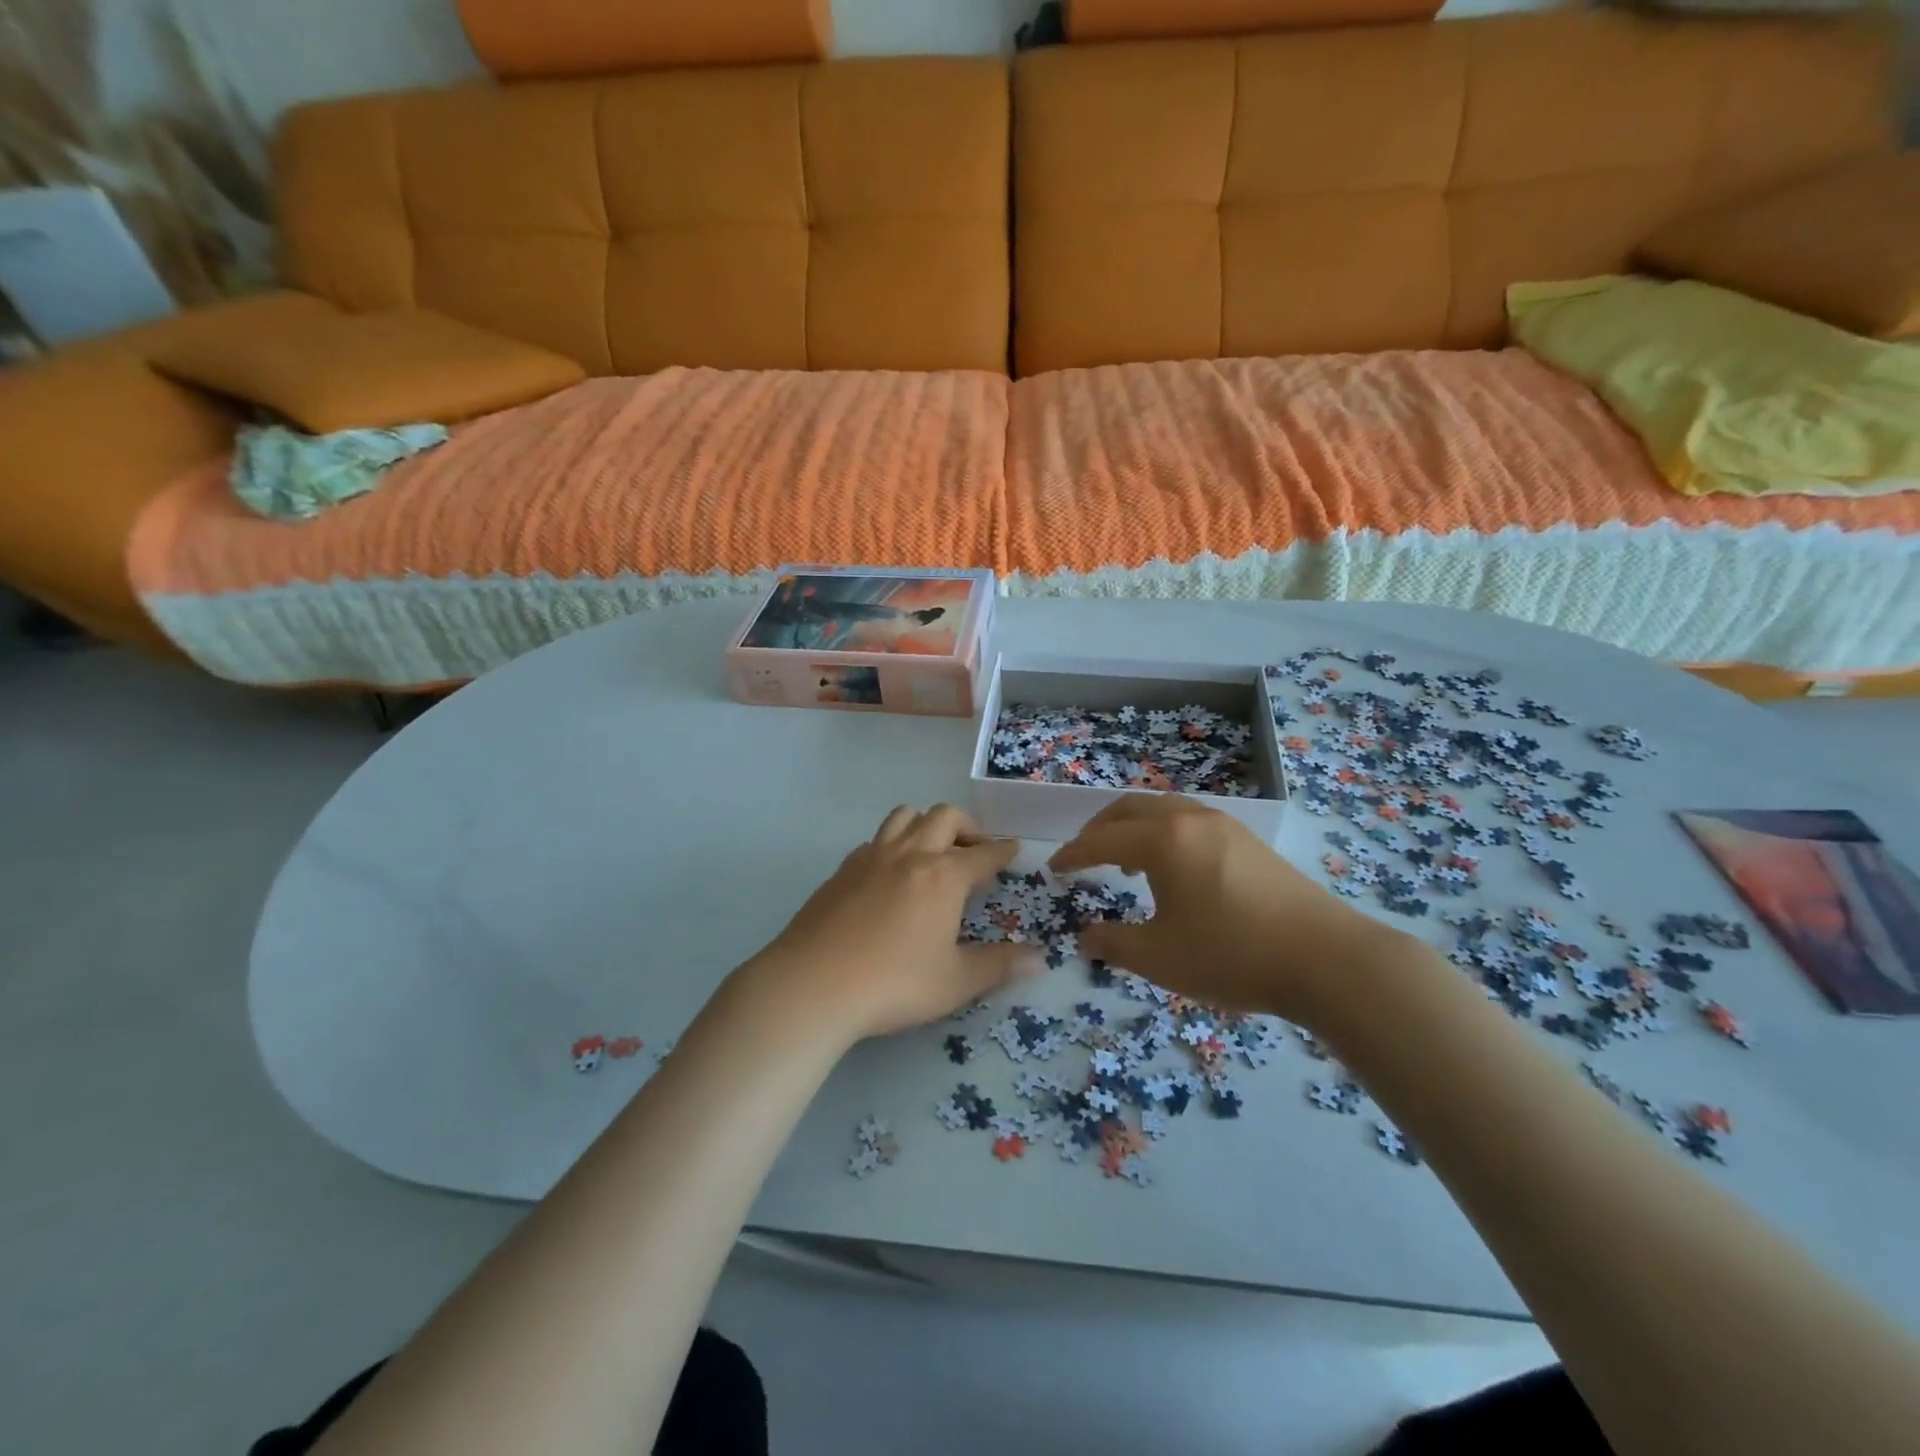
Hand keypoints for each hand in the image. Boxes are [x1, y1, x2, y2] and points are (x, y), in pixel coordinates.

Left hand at [741, 804, 1042, 1044]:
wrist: (812, 984)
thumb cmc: (894, 983)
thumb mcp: (956, 982)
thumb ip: (999, 965)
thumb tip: (1039, 958)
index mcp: (944, 876)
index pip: (983, 854)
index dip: (1002, 851)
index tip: (1014, 848)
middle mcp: (910, 854)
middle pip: (944, 817)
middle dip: (968, 827)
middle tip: (976, 849)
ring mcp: (871, 857)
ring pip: (904, 816)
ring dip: (927, 823)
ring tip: (934, 850)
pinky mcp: (842, 870)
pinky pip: (875, 840)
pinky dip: (893, 845)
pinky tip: (891, 873)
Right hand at [1048, 795, 1404, 1023]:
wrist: (1328, 960)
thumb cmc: (1232, 955)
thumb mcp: (1160, 958)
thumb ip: (1113, 944)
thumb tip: (1084, 937)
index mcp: (1163, 840)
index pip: (1101, 839)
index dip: (1072, 855)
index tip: (1052, 869)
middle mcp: (1190, 819)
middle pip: (1130, 809)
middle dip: (1099, 829)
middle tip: (1082, 857)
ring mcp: (1224, 826)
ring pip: (1163, 810)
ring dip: (1134, 828)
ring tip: (1126, 863)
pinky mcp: (1249, 841)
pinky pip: (1189, 821)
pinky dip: (1164, 834)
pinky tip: (1174, 872)